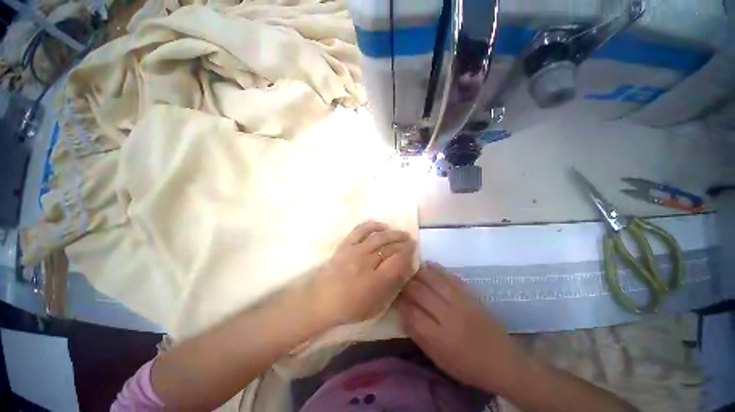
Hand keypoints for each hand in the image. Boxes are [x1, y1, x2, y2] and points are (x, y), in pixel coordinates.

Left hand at [310, 221, 415, 327]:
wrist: (321, 300)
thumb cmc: (350, 307)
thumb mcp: (376, 305)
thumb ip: (392, 286)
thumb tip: (403, 268)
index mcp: (375, 281)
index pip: (398, 261)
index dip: (408, 254)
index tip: (413, 250)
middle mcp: (367, 262)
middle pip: (390, 248)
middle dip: (403, 243)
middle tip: (410, 241)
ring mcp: (355, 251)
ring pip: (379, 237)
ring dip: (393, 233)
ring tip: (401, 233)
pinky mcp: (345, 244)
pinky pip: (361, 230)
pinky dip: (373, 225)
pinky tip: (382, 226)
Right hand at [395, 262, 527, 392]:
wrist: (503, 362)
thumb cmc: (468, 366)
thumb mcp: (439, 360)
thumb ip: (419, 337)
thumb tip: (403, 315)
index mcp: (439, 337)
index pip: (411, 313)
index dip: (399, 302)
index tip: (391, 294)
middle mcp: (448, 316)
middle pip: (420, 293)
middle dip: (405, 284)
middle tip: (396, 279)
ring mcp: (460, 303)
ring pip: (433, 281)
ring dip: (418, 273)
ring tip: (407, 267)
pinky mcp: (470, 295)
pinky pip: (450, 277)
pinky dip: (437, 269)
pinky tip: (428, 263)